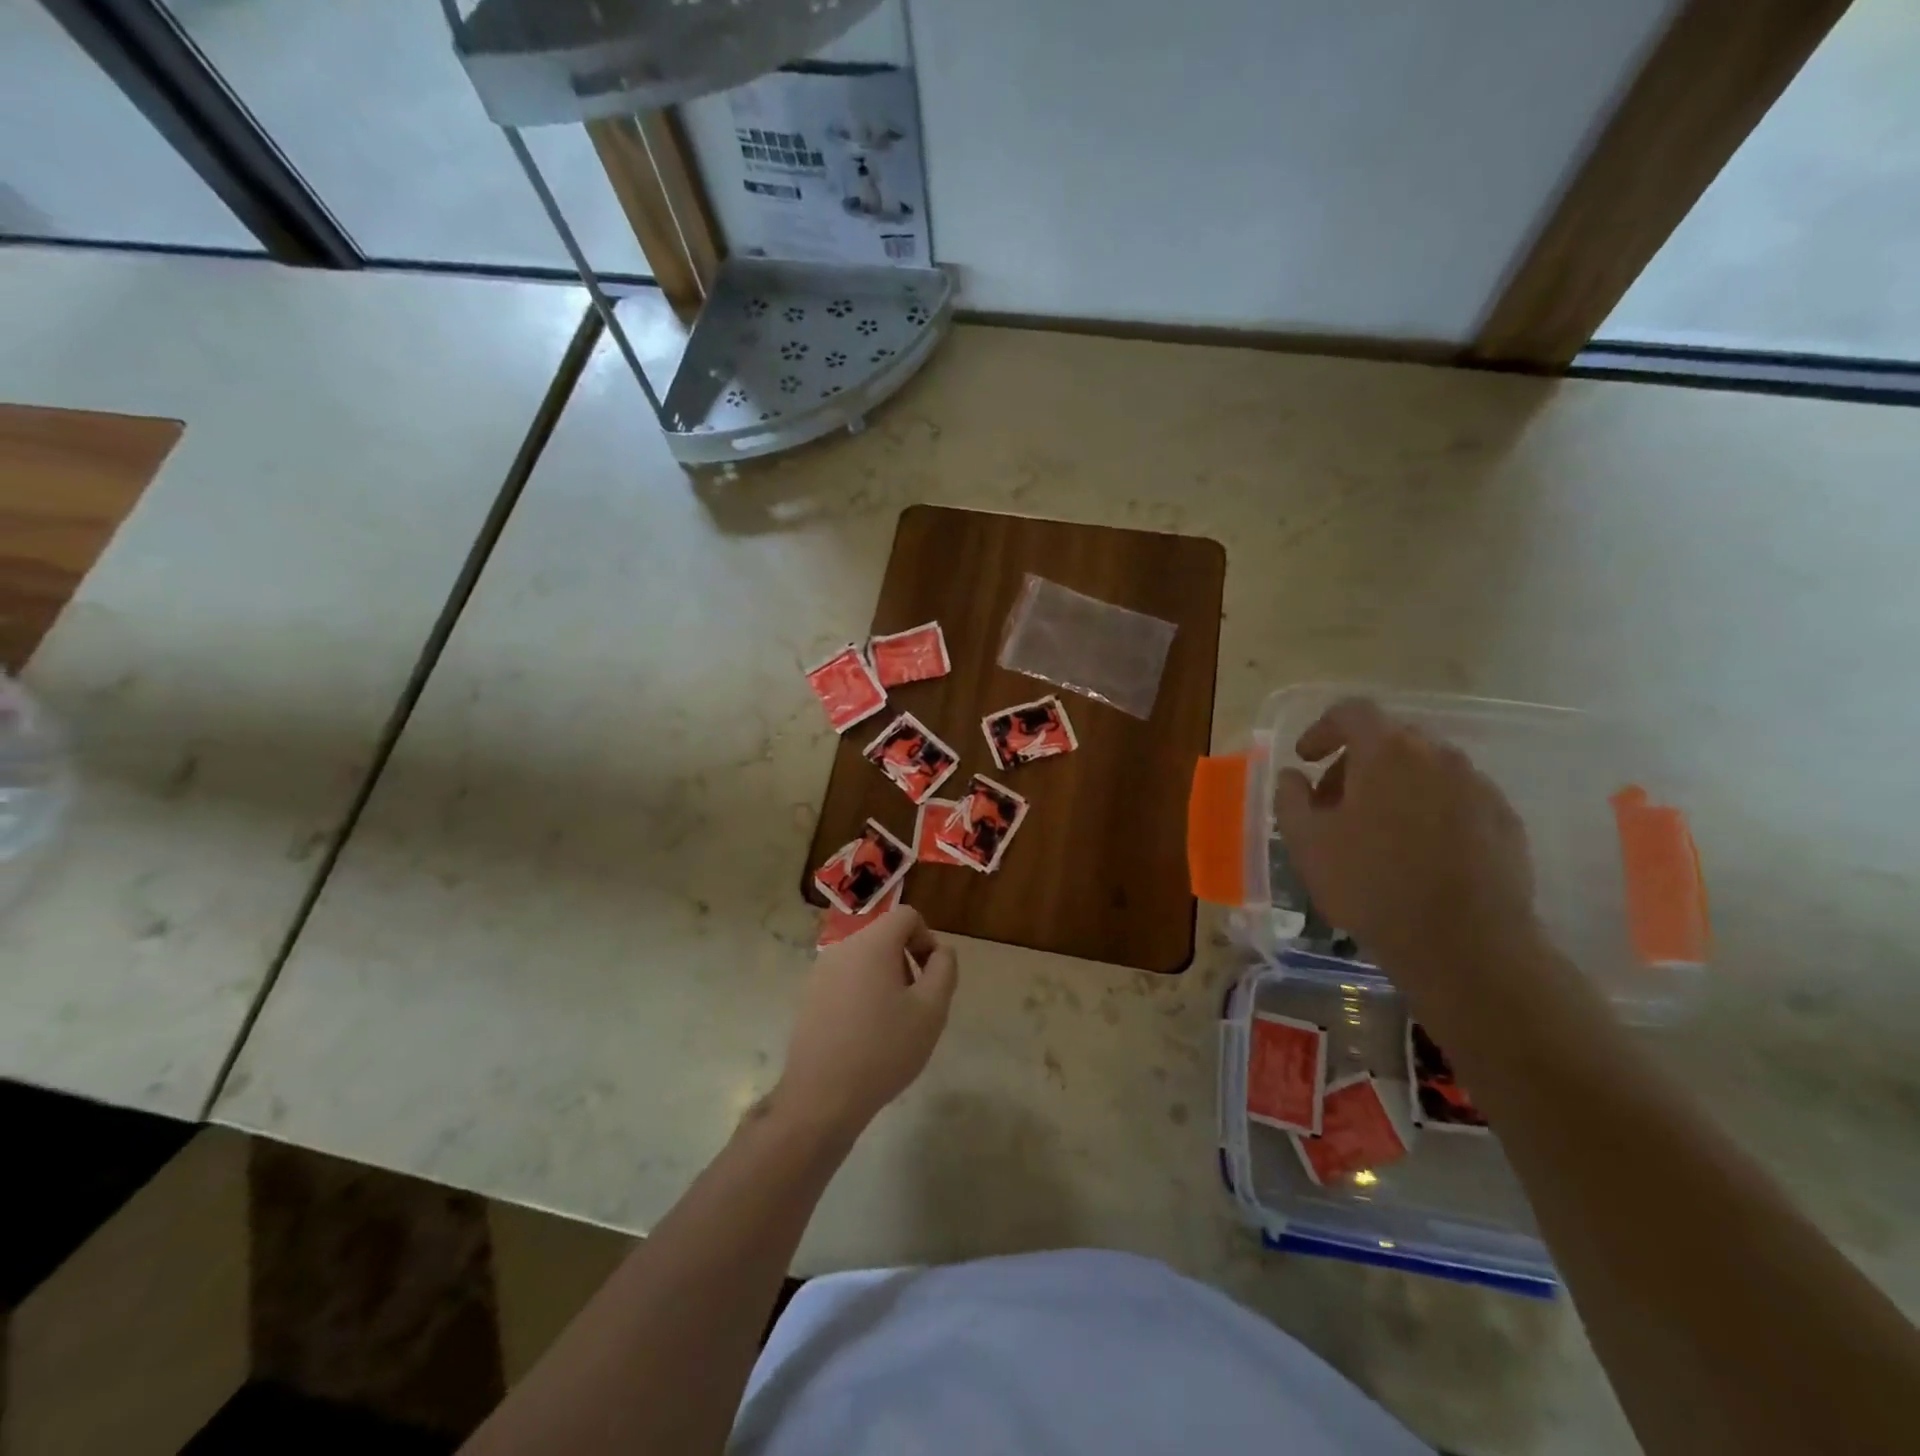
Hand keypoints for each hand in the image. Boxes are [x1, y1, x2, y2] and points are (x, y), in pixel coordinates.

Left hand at [774, 906, 957, 1141]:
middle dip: (907, 962)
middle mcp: (843, 948)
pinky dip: (863, 994)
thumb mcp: (931, 1010)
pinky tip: (866, 1034)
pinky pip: (847, 979)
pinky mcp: (810, 996)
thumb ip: (944, 969)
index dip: (927, 940)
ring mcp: (821, 972)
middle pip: (886, 937)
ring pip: (866, 959)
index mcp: (872, 943)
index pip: (908, 916)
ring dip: (886, 979)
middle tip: (916, 1005)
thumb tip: (940, 951)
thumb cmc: (883, 1049)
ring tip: (892, 1023)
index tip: (931, 978)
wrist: (821, 1097)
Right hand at [1275, 698, 1541, 1004]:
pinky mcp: (1505, 820)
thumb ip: (1290, 797)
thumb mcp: (1306, 842)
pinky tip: (1418, 853)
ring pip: (1426, 769)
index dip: (1322, 729)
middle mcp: (1439, 756)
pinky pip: (1456, 798)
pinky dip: (1429, 810)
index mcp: (1388, 752)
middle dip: (1355, 762)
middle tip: (1333, 803)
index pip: (1352, 712)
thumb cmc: (1371, 886)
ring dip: (1394, 786)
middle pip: (1390, 739)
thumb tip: (1294, 776)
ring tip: (1375, 832)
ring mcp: (1479, 787)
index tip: (1305, 759)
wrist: (1466, 946)